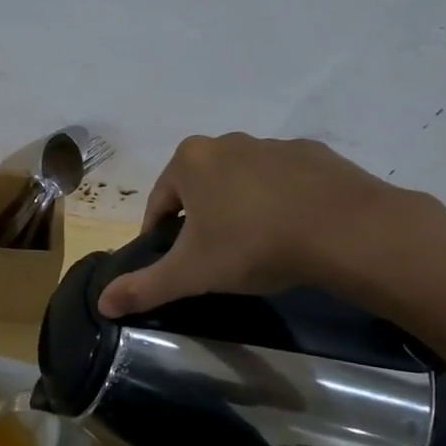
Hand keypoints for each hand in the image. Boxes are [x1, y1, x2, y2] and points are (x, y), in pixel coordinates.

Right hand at [96, 133, 441, 316]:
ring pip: (242, 181)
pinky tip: (294, 231)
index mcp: (190, 161)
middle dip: (202, 220)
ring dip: (241, 208)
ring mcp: (273, 145)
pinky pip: (283, 180)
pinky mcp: (314, 154)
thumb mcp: (192, 273)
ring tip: (258, 247)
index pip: (160, 202)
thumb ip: (144, 286)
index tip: (176, 263)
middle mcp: (227, 142)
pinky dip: (280, 201)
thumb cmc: (253, 244)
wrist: (345, 229)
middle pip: (200, 187)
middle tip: (217, 259)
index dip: (161, 235)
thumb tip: (101, 303)